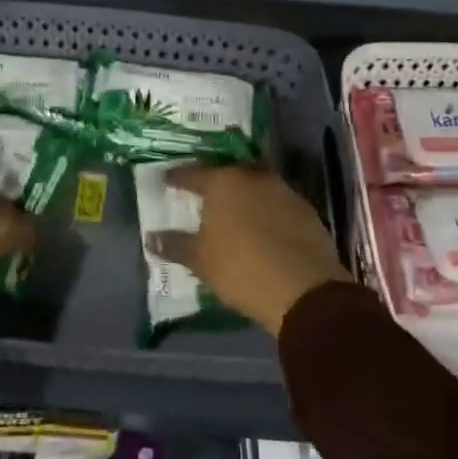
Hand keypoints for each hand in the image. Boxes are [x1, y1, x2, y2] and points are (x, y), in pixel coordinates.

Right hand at [162, 165, 349, 334]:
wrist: (304, 288)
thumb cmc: (241, 268)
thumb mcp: (200, 260)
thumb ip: (175, 245)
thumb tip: (151, 237)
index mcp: (222, 182)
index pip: (193, 174)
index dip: (178, 177)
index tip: (167, 179)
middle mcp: (253, 177)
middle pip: (228, 170)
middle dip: (215, 177)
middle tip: (203, 188)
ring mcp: (283, 190)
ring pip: (256, 181)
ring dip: (244, 190)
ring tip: (234, 206)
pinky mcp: (305, 210)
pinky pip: (277, 200)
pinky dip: (266, 207)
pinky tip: (262, 223)